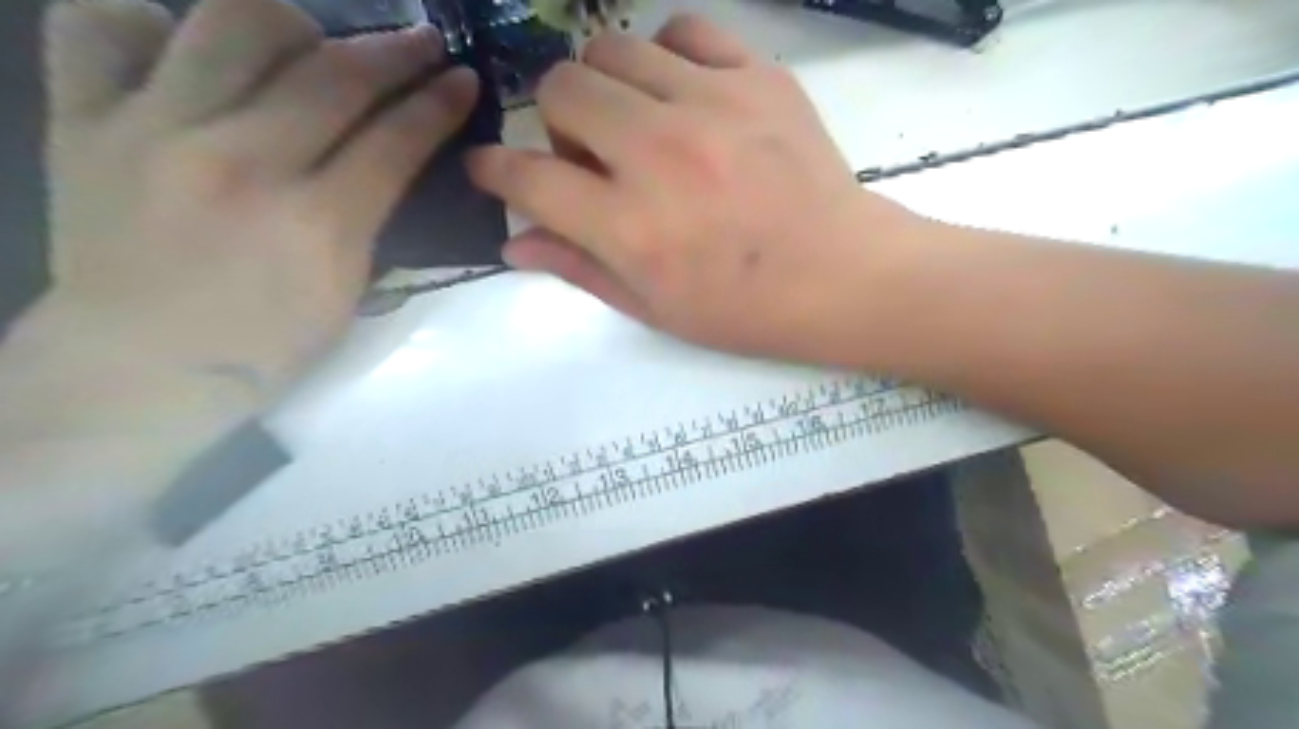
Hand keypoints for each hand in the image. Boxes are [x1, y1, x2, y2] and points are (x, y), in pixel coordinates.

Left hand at [43, 1, 480, 402]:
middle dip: (394, 51)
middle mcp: (241, 162)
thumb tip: (387, 160)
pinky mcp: (80, 121)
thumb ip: (370, 220)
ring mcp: (154, 131)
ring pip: (230, 25)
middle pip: (334, 76)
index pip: (395, 139)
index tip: (462, 79)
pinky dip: (150, 20)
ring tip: (310, 37)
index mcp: (318, 223)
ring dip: (292, 21)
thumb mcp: (347, 294)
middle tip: (421, 41)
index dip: (438, 103)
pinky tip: (185, 43)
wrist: (139, 368)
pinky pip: (100, 26)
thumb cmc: (264, 346)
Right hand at [473, 12, 929, 360]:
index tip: (492, 169)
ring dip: (605, 85)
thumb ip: (579, 268)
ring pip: (612, 48)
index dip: (495, 171)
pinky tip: (680, 93)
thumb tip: (514, 244)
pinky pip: (685, 30)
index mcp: (628, 226)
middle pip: (560, 88)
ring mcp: (710, 105)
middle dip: (555, 122)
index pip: (526, 178)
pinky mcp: (757, 78)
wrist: (841, 277)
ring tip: (635, 122)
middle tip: (588, 154)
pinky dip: (666, 55)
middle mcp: (657, 154)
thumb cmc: (744, 308)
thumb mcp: (654, 307)